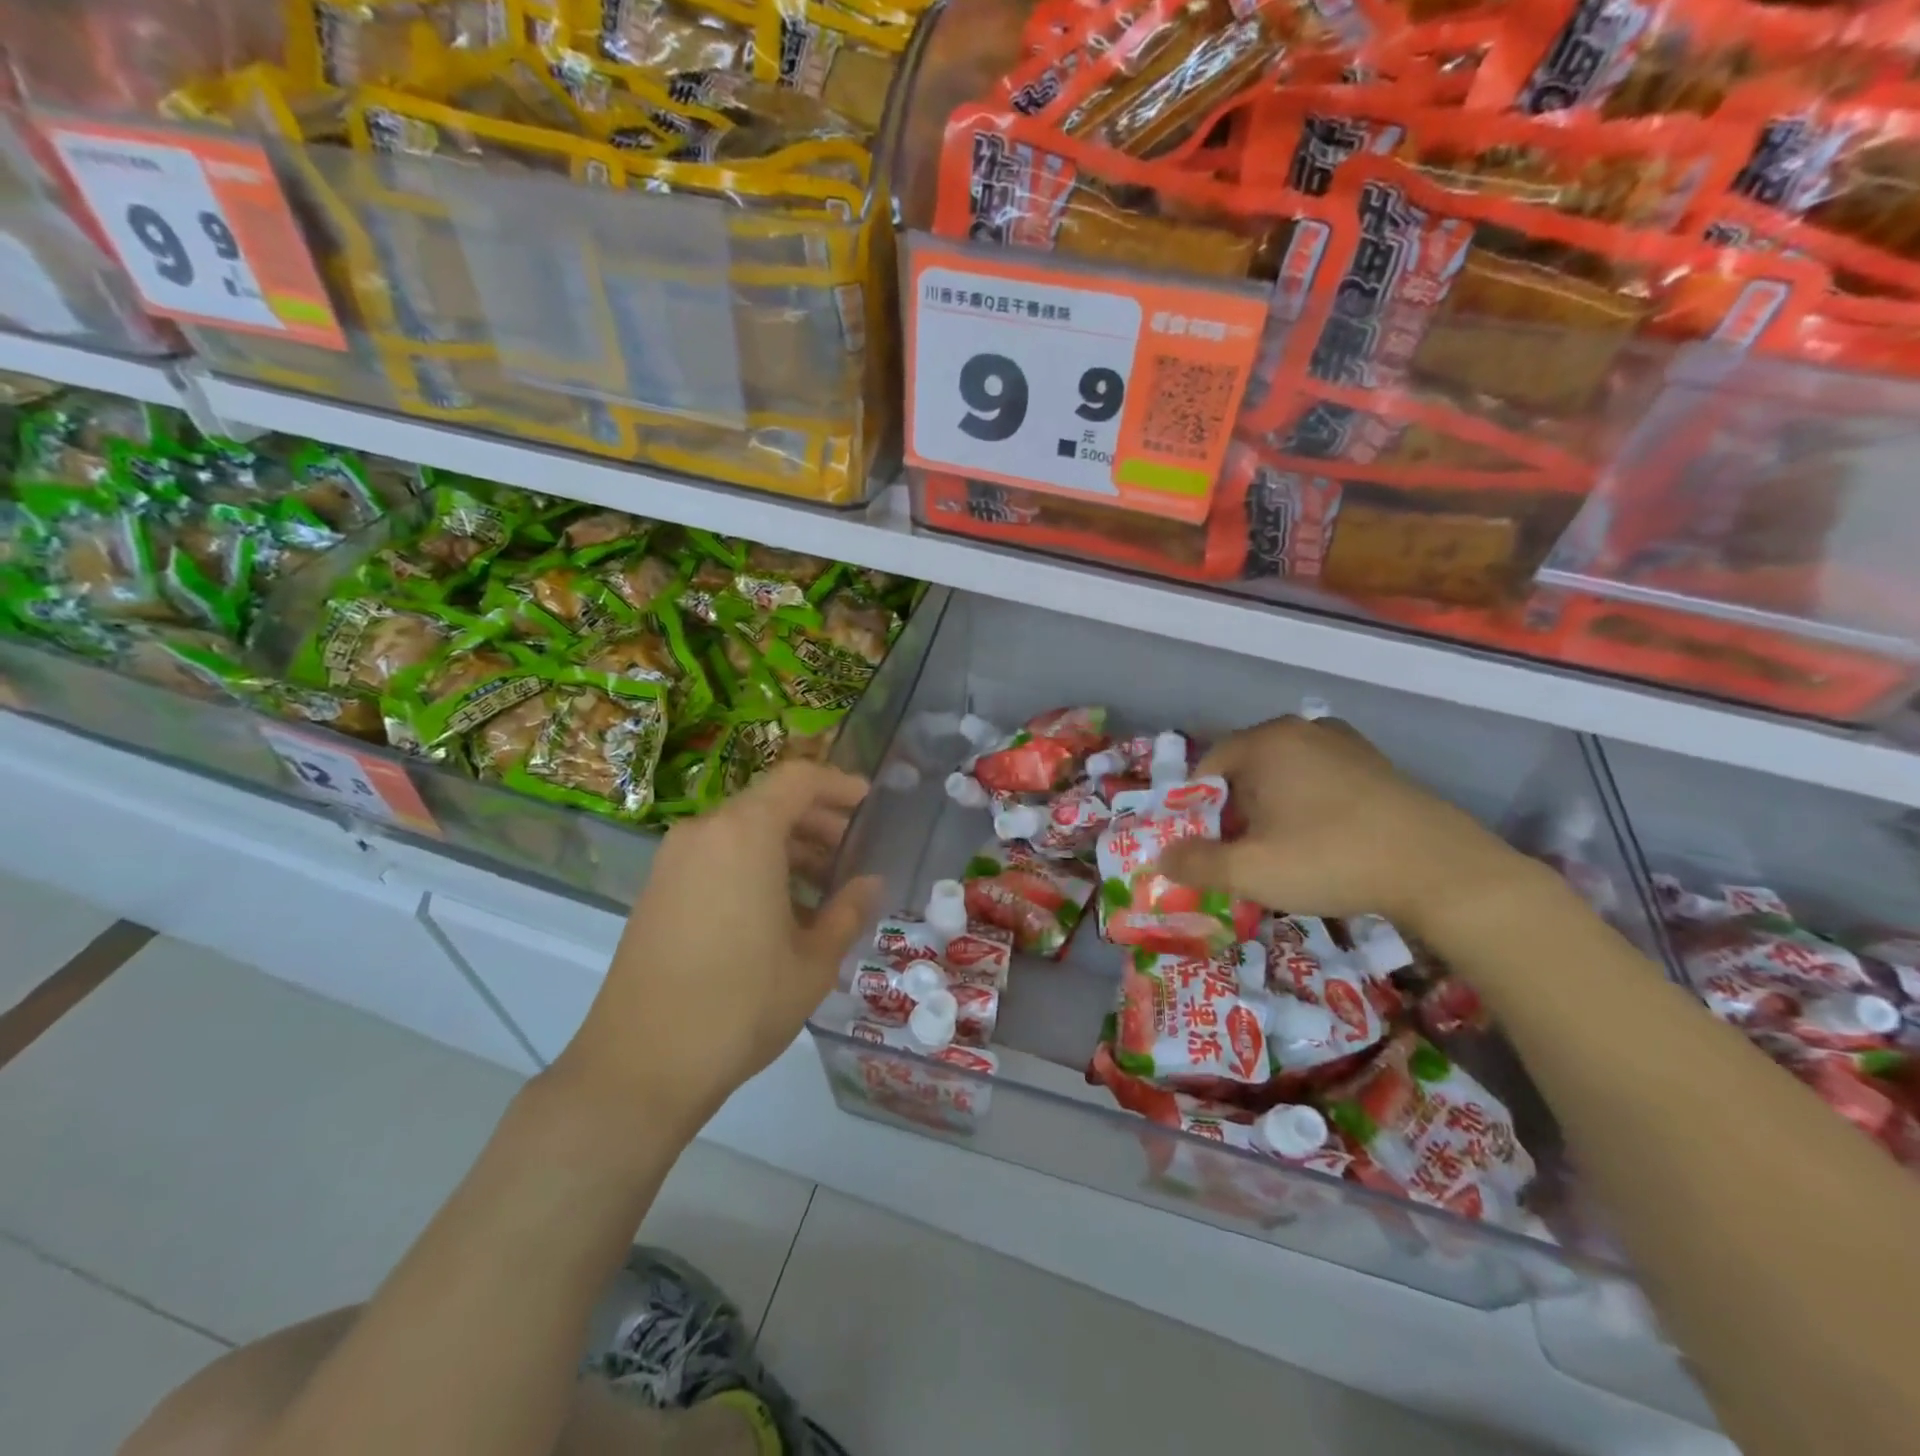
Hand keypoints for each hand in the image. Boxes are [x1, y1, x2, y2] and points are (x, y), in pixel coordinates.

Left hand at [553, 762, 881, 1126]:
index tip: (868, 801)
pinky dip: (753, 863)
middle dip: (816, 819)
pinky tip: (777, 908)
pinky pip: (716, 856)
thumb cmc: (741, 1005)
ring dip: (786, 845)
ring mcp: (673, 861)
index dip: (838, 783)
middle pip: (768, 802)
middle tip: (852, 850)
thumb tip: (871, 883)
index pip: (798, 779)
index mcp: (745, 834)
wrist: (641, 1064)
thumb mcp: (813, 961)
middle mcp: (704, 832)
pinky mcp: (656, 890)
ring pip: (741, 830)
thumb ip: (848, 910)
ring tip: (822, 884)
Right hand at [1158, 715, 1525, 934]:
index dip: (1197, 810)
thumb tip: (1161, 859)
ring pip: (1283, 774)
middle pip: (1244, 769)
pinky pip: (1319, 778)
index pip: (1206, 768)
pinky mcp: (1375, 763)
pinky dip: (1307, 804)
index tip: (1209, 847)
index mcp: (1265, 742)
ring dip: (1272, 809)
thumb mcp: (1251, 871)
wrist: (1440, 870)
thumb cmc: (1331, 860)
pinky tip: (1324, 840)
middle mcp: (1301, 729)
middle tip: (1244, 854)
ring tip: (1284, 851)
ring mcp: (1343, 742)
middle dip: (1235, 811)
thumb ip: (1196, 863)